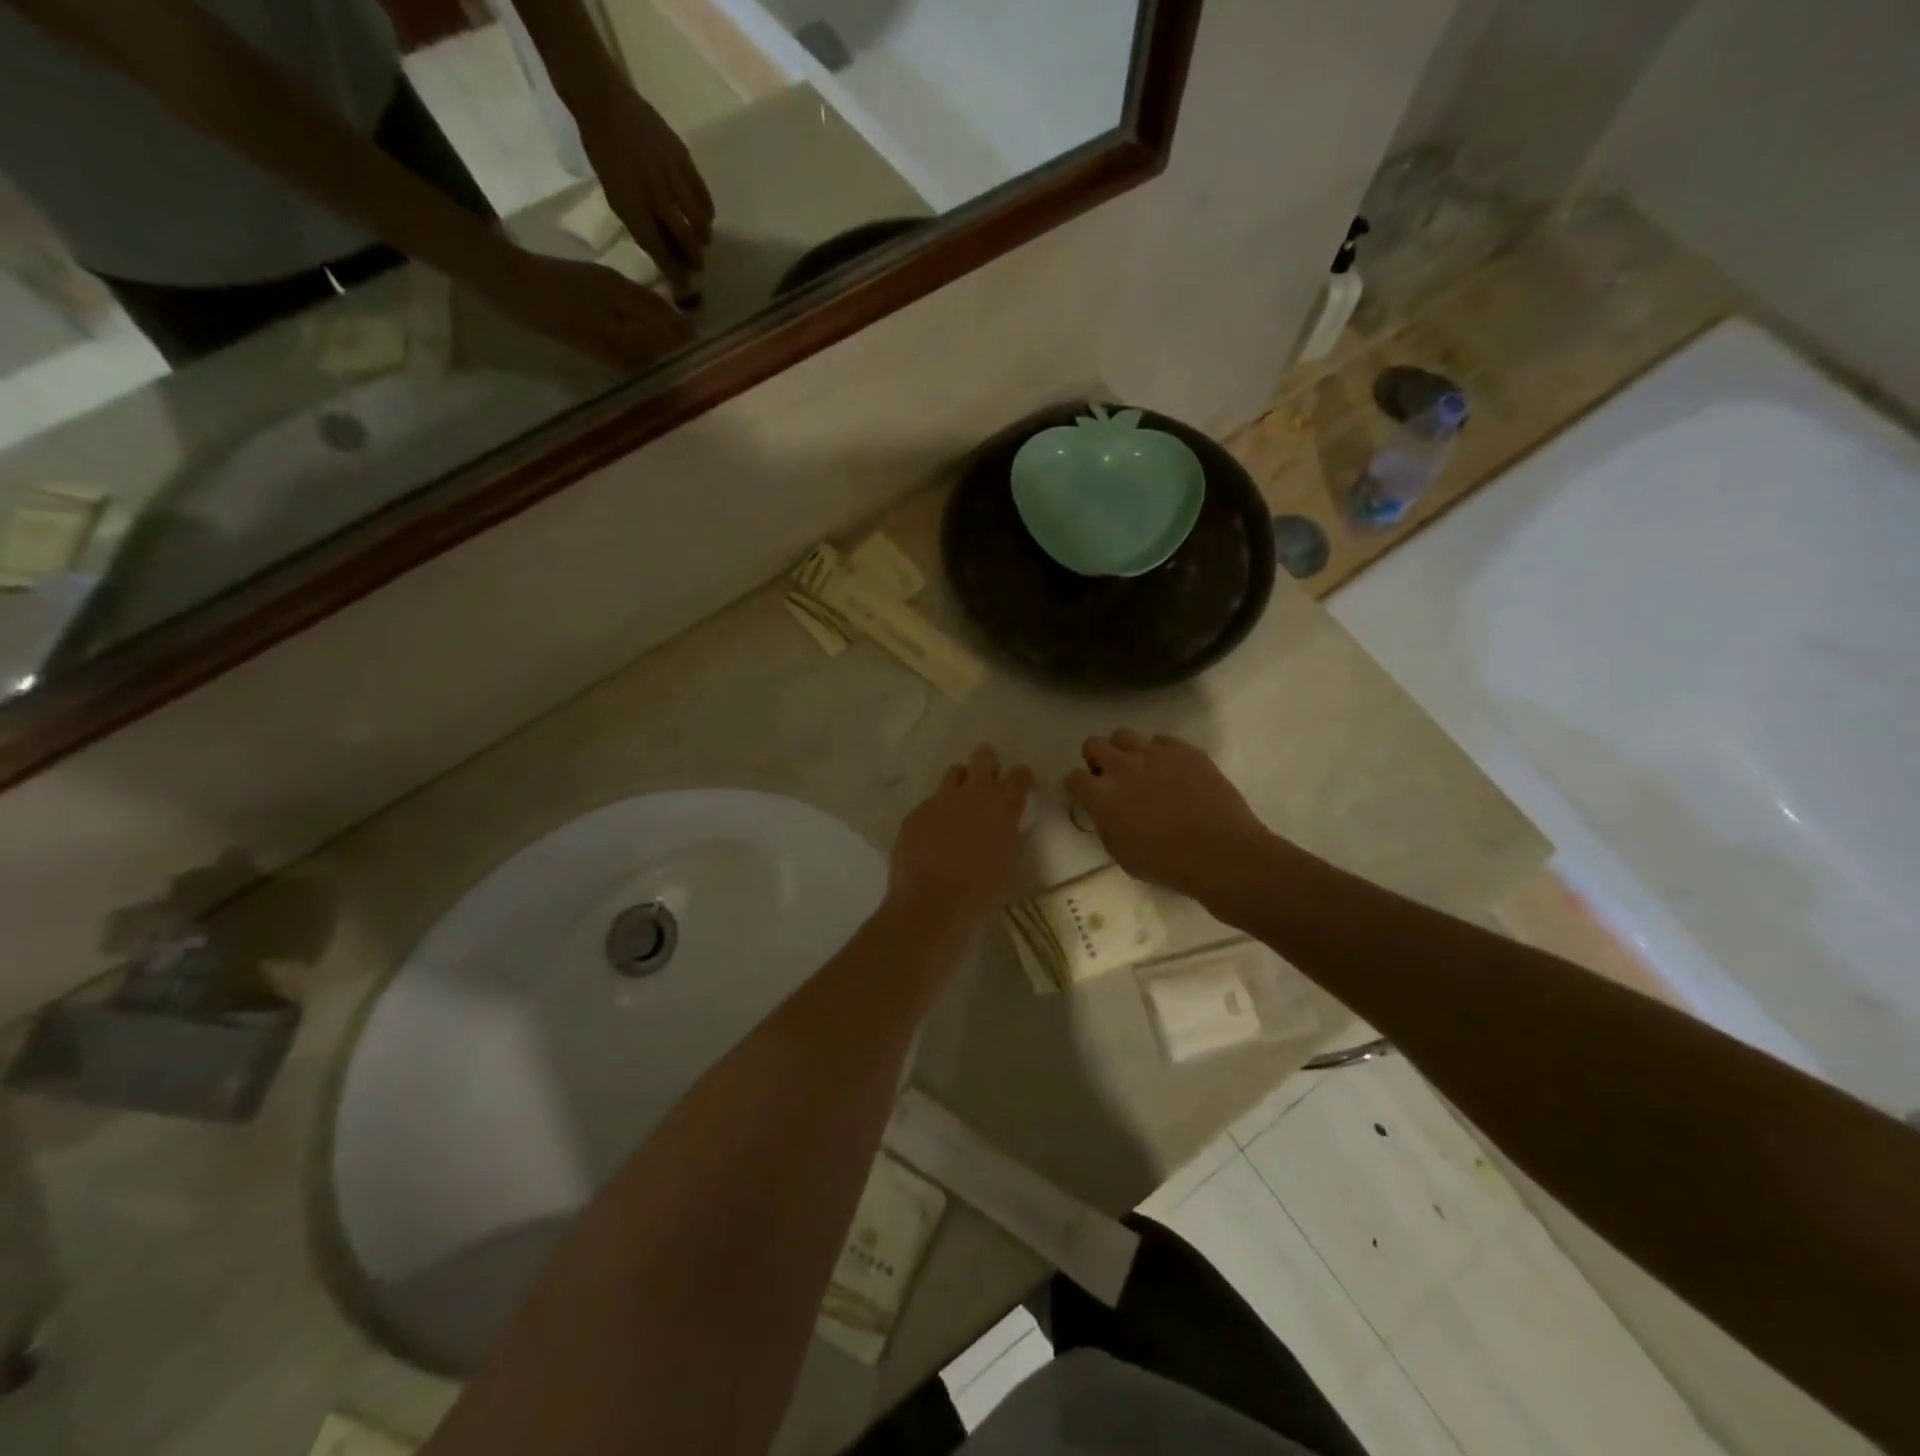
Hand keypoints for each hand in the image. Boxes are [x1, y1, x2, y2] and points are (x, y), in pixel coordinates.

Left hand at [495, 251, 691, 368]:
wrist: (497, 273)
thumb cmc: (541, 307)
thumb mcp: (584, 335)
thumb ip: (624, 351)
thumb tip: (660, 368)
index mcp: (622, 296)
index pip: (665, 319)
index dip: (683, 339)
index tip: (702, 358)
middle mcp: (619, 286)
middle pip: (659, 312)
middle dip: (677, 333)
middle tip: (691, 358)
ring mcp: (603, 283)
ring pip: (645, 307)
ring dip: (661, 327)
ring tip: (671, 351)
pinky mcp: (589, 285)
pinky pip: (629, 304)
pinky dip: (642, 321)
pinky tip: (640, 336)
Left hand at [575, 82, 713, 293]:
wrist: (604, 102)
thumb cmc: (604, 154)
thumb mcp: (614, 195)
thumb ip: (640, 224)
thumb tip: (666, 251)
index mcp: (631, 204)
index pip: (658, 249)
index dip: (673, 271)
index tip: (684, 287)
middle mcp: (654, 193)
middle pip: (684, 238)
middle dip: (694, 258)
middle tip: (697, 266)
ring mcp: (671, 175)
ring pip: (699, 220)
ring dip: (702, 237)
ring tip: (701, 241)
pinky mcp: (683, 159)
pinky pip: (703, 195)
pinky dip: (707, 211)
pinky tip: (704, 217)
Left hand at [888, 746, 1033, 932]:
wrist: (931, 904)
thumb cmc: (981, 893)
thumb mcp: (1008, 863)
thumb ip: (1007, 835)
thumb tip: (1004, 826)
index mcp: (1003, 807)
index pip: (1019, 775)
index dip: (1020, 777)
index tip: (1020, 784)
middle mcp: (973, 794)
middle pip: (983, 757)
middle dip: (987, 763)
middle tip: (987, 780)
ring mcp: (941, 800)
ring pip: (954, 772)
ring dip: (960, 782)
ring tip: (958, 804)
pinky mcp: (916, 812)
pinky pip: (930, 802)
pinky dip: (936, 811)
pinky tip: (933, 833)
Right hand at [1065, 730, 1275, 902]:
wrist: (1222, 853)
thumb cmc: (1167, 864)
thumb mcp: (1121, 853)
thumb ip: (1106, 825)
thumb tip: (1105, 811)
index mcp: (1102, 795)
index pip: (1073, 777)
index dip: (1077, 787)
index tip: (1086, 796)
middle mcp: (1122, 766)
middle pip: (1093, 744)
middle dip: (1096, 759)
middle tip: (1109, 778)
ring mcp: (1154, 753)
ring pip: (1124, 734)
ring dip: (1124, 750)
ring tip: (1139, 769)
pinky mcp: (1184, 750)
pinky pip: (1161, 740)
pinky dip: (1160, 753)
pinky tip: (1171, 771)